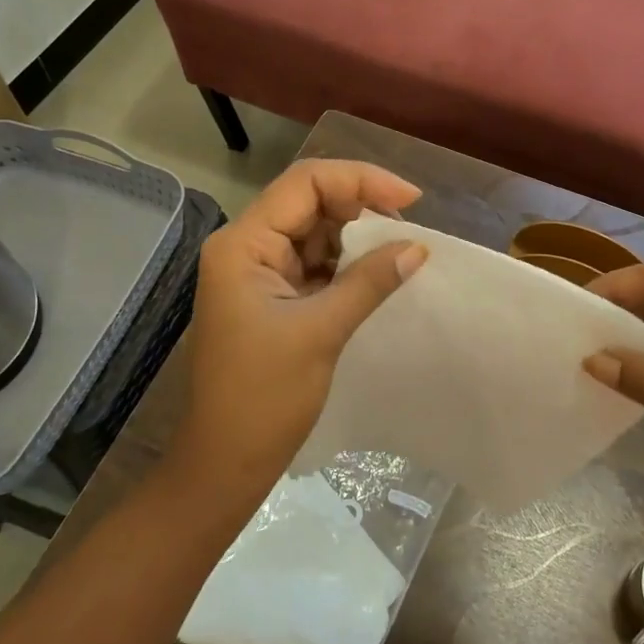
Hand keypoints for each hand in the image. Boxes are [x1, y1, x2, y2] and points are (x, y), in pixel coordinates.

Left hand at [177, 160, 427, 489]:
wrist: (225, 463)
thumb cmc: (263, 398)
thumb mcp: (321, 332)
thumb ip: (369, 281)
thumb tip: (418, 247)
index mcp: (243, 244)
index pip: (305, 184)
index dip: (360, 180)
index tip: (410, 200)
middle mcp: (247, 246)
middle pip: (310, 201)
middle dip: (361, 206)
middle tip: (408, 226)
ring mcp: (259, 271)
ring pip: (315, 231)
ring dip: (357, 235)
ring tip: (401, 248)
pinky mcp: (272, 296)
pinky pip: (315, 263)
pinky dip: (347, 263)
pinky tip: (379, 271)